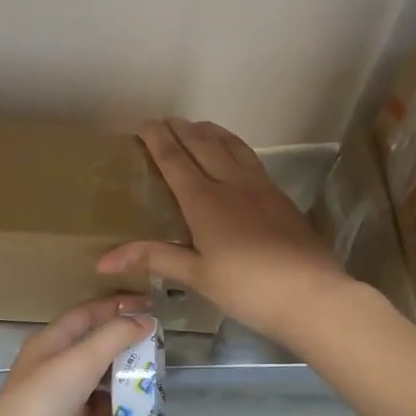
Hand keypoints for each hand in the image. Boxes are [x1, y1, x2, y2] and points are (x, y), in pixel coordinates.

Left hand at [0, 295, 156, 415]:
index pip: (87, 314)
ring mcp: (51, 406)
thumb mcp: (82, 361)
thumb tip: (145, 320)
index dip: (117, 306)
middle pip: (92, 355)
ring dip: (117, 396)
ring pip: (91, 394)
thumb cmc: (43, 401)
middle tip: (156, 360)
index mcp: (51, 344)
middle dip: (123, 357)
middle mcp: (49, 371)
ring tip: (147, 398)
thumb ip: (115, 337)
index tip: (149, 306)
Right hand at [98, 118, 349, 345]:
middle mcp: (232, 184)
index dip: (157, 139)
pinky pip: (251, 159)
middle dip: (182, 130)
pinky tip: (235, 157)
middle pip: (204, 145)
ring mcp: (260, 187)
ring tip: (198, 127)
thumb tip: (104, 260)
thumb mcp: (198, 276)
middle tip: (166, 121)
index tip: (143, 123)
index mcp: (206, 202)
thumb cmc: (248, 289)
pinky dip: (234, 147)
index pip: (175, 160)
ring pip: (232, 146)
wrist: (311, 295)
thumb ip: (155, 258)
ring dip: (211, 132)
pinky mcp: (280, 197)